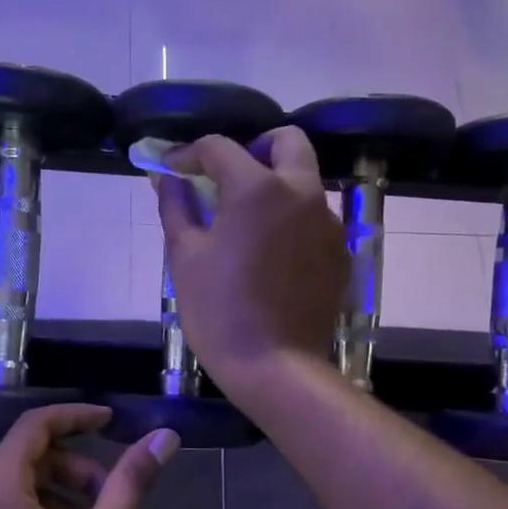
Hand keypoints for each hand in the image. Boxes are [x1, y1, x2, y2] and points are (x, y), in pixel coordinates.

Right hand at [155, 128, 347, 403]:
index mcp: (259, 188)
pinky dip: (292, 221)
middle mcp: (303, 193)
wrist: (276, 366)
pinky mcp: (341, 254)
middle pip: (287, 142)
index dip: (189, 153)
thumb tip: (166, 178)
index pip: (220, 147)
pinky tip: (271, 255)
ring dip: (276, 185)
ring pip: (306, 181)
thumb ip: (176, 207)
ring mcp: (329, 224)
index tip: (171, 169)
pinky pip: (316, 220)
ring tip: (247, 222)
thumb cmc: (220, 311)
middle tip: (226, 178)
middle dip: (254, 148)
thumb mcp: (185, 257)